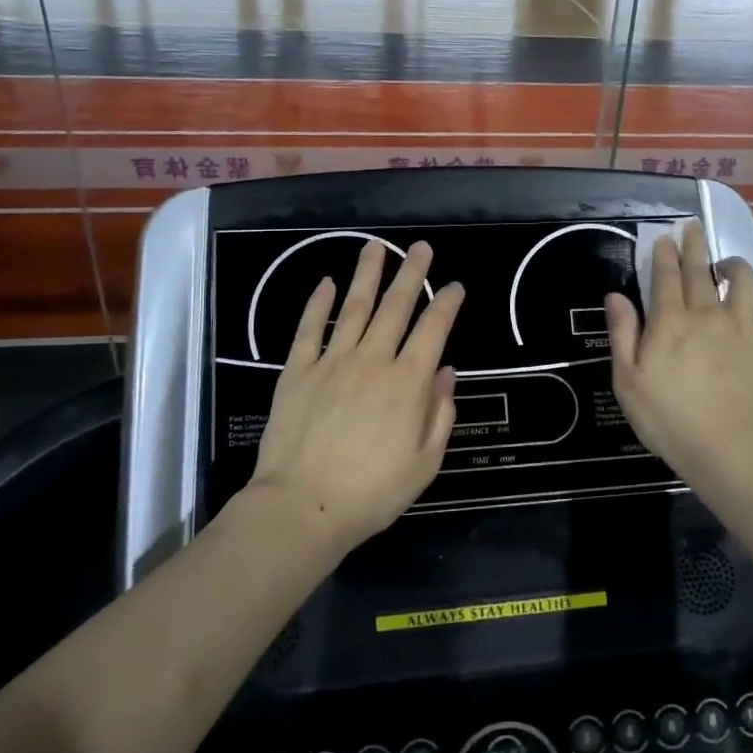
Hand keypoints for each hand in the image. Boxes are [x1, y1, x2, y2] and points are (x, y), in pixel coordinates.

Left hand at [247, 240, 463, 551]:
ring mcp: (332, 361)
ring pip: (354, 307)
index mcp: (408, 383)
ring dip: (367, 274)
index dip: (447, 304)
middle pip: (396, 307)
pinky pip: (310, 329)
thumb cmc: (372, 492)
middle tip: (421, 248)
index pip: (433, 330)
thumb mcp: (425, 463)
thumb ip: (440, 414)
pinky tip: (326, 283)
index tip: (455, 286)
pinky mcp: (297, 371)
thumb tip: (446, 372)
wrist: (303, 506)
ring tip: (376, 246)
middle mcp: (373, 361)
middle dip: (412, 274)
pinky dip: (319, 303)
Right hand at [604, 223, 752, 489]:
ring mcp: (742, 326)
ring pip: (741, 279)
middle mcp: (706, 313)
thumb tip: (615, 296)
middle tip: (692, 227)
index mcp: (669, 321)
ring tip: (725, 262)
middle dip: (694, 245)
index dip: (664, 253)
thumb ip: (622, 334)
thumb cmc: (669, 418)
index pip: (665, 276)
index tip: (664, 237)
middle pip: (700, 269)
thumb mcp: (628, 381)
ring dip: (731, 263)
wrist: (730, 447)